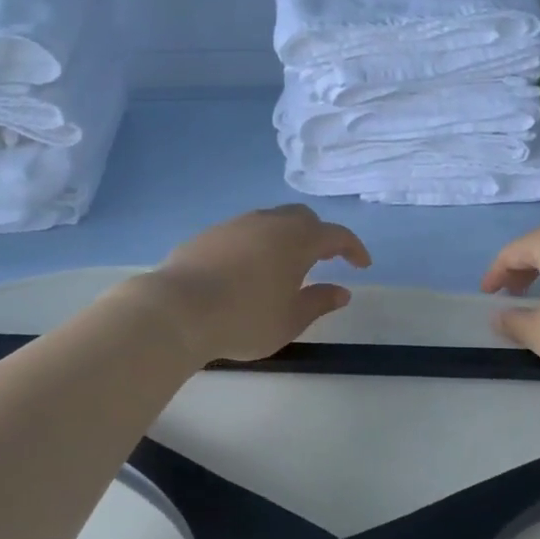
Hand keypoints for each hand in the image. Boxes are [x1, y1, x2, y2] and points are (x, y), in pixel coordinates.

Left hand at [151, 205, 371, 361]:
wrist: (177, 309)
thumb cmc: (245, 319)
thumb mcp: (290, 320)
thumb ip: (319, 302)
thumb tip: (342, 291)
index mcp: (298, 239)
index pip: (337, 235)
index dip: (353, 249)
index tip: (362, 265)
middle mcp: (269, 222)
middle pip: (303, 218)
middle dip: (319, 236)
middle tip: (323, 260)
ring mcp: (236, 224)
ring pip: (271, 221)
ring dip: (285, 238)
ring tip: (283, 267)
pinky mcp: (209, 234)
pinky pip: (243, 232)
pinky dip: (256, 245)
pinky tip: (246, 271)